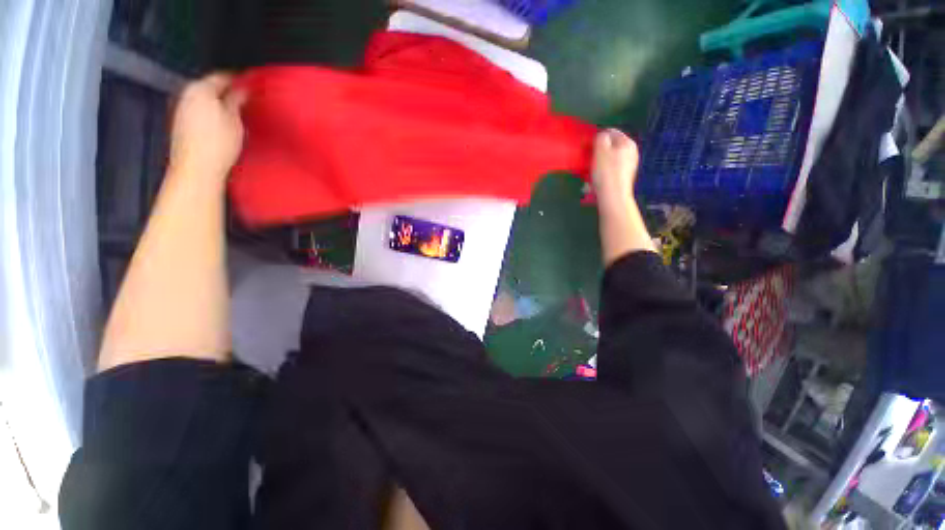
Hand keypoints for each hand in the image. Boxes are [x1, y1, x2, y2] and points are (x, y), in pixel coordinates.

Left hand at [168, 73, 246, 186]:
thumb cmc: (214, 146)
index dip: (239, 80)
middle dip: (228, 94)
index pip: (222, 76)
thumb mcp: (235, 119)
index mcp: (199, 88)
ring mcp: (181, 111)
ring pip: (205, 101)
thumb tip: (242, 89)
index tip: (250, 84)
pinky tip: (223, 128)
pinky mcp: (181, 126)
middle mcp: (186, 95)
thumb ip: (237, 100)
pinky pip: (199, 114)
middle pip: (210, 88)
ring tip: (237, 117)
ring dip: (220, 106)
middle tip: (246, 102)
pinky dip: (212, 117)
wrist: (197, 169)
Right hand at [592, 129, 656, 262]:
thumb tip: (601, 136)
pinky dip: (601, 173)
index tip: (587, 146)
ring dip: (597, 164)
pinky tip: (594, 181)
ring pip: (609, 160)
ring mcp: (628, 166)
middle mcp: (631, 153)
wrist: (613, 197)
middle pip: (610, 147)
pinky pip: (609, 171)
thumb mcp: (601, 151)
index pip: (611, 132)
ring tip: (588, 172)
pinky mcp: (622, 178)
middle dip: (597, 153)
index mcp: (627, 143)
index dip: (597, 137)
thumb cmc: (607, 172)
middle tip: (587, 160)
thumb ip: (601, 138)